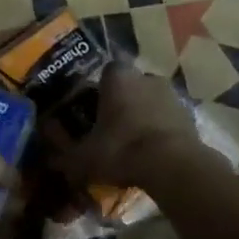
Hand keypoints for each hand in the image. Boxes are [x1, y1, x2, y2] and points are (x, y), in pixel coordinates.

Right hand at [48, 62, 201, 188]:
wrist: (173, 166)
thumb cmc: (121, 150)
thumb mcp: (82, 157)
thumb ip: (62, 151)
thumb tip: (48, 151)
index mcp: (118, 77)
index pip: (106, 71)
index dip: (99, 89)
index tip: (93, 109)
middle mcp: (146, 77)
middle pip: (130, 85)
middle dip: (122, 102)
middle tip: (112, 128)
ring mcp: (171, 95)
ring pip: (151, 101)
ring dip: (143, 116)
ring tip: (133, 144)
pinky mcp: (190, 115)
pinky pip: (168, 119)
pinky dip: (161, 131)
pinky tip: (152, 153)